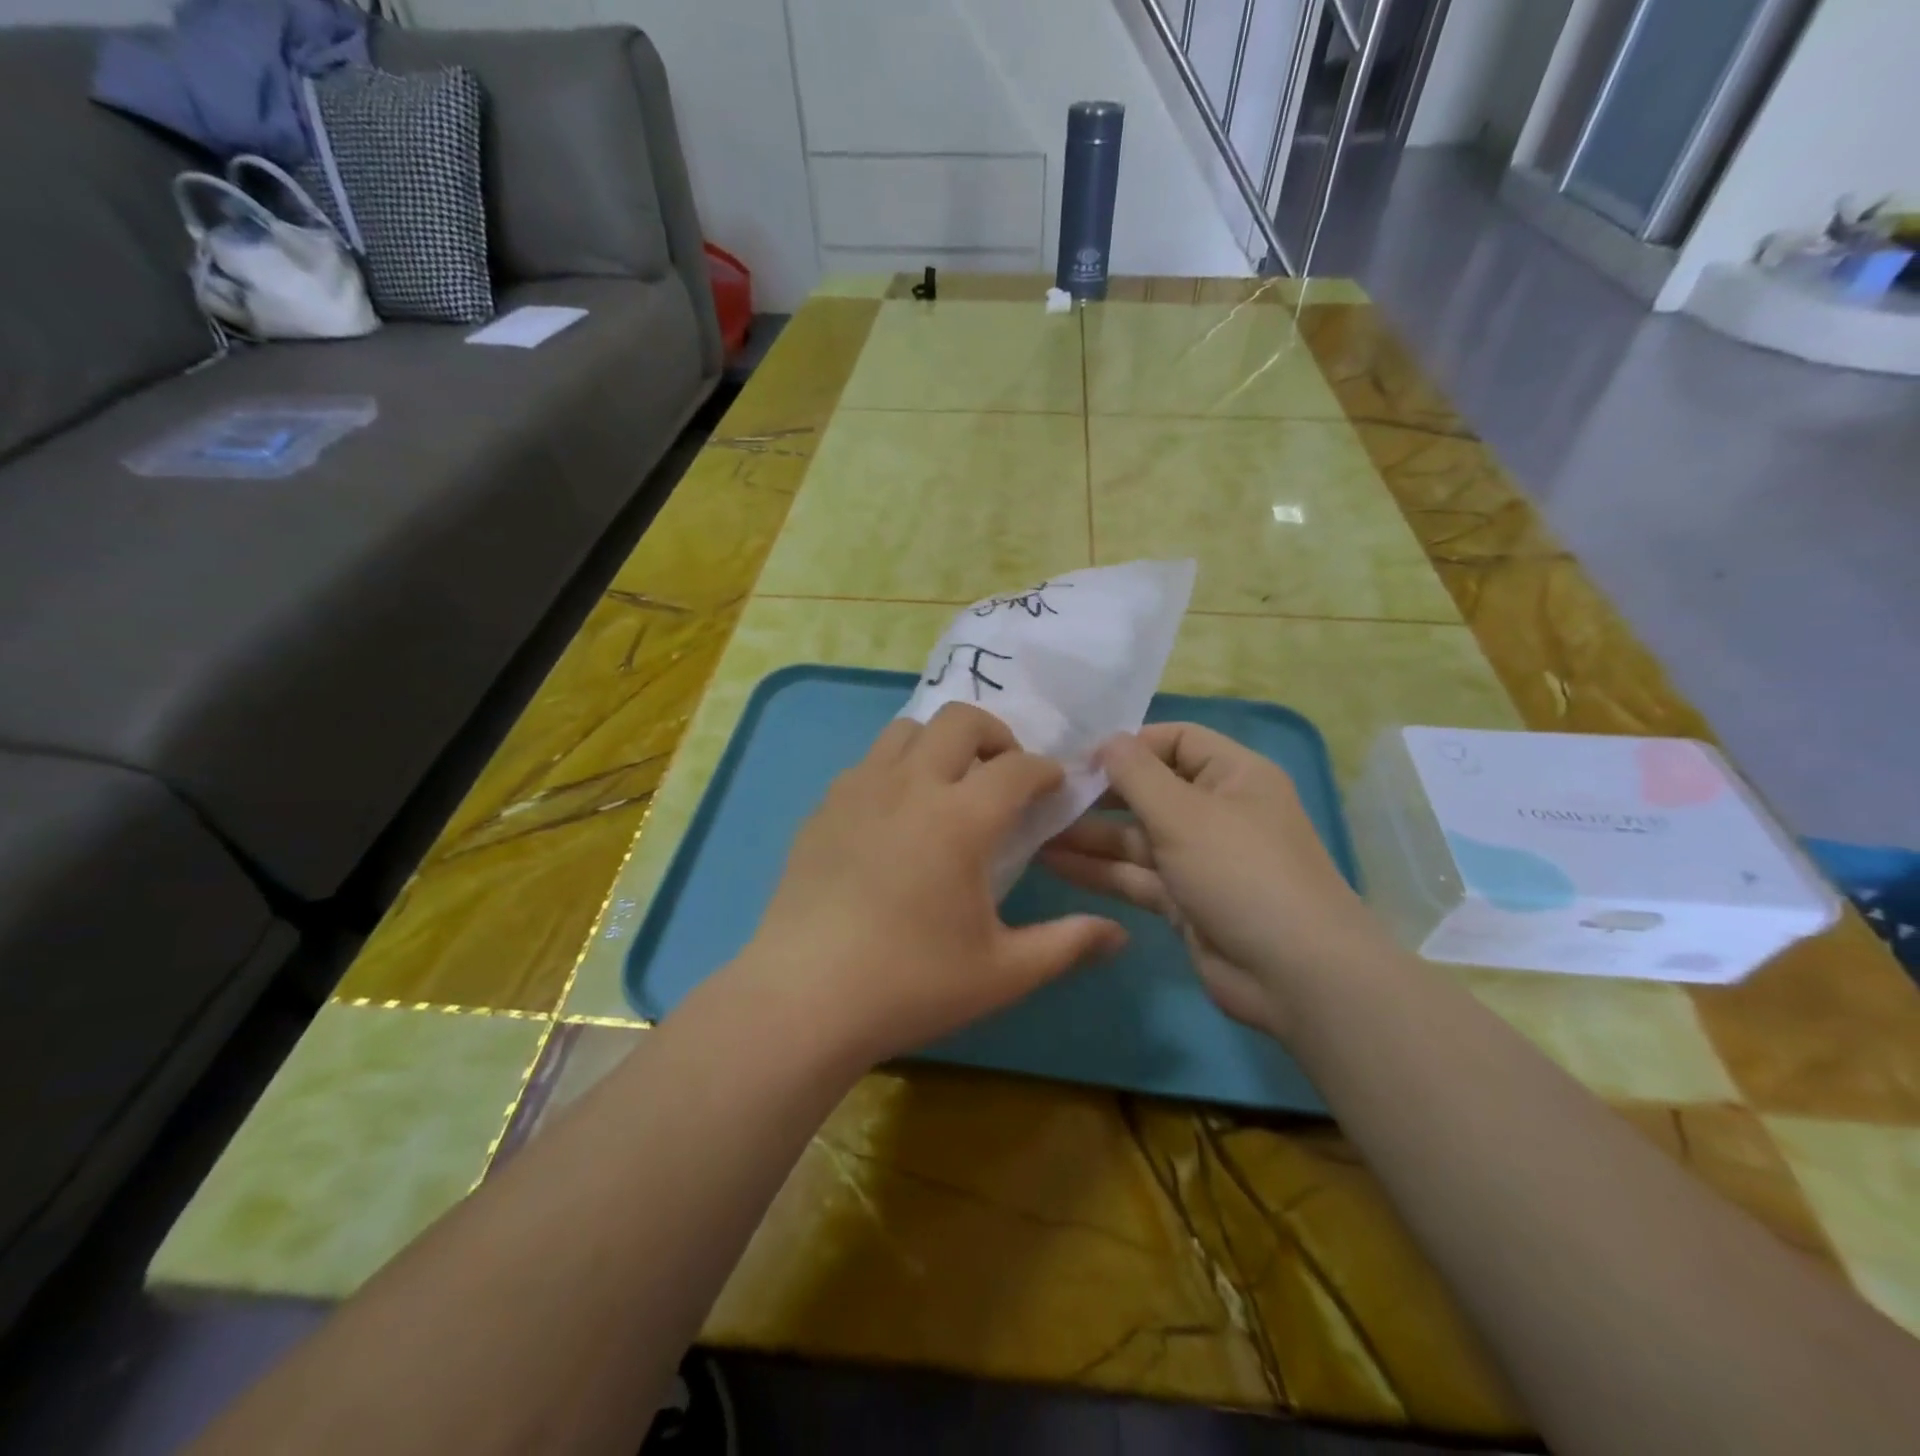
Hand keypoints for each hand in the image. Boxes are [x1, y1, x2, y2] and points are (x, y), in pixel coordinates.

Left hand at [739, 702, 1126, 1067]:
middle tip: (1004, 776)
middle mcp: (910, 785)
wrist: (803, 999)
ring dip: (940, 743)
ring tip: (950, 786)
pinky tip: (897, 817)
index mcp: (960, 818)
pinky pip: (868, 763)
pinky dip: (896, 769)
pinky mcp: (823, 809)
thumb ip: (1067, 944)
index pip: (1017, 766)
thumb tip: (1118, 935)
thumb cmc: (911, 984)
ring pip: (907, 730)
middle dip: (995, 735)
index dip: (1045, 770)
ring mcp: (859, 791)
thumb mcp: (1002, 972)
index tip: (1054, 787)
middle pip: (959, 720)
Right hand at [1040, 723, 1385, 1036]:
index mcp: (1232, 776)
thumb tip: (1105, 740)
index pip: (1175, 741)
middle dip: (1098, 794)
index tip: (1079, 760)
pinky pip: (1135, 875)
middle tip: (1044, 797)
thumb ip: (1137, 774)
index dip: (1128, 745)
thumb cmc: (1242, 872)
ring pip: (1135, 837)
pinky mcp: (1183, 901)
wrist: (1295, 975)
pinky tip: (1052, 862)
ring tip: (1033, 831)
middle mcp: (1216, 811)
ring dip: (1089, 835)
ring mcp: (1199, 859)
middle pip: (1149, 790)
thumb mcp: (1185, 813)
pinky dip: (1098, 869)